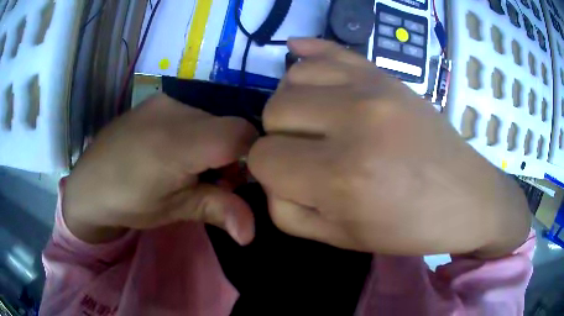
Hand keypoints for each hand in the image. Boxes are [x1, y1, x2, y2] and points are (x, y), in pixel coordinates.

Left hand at [64, 94, 256, 244]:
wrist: (87, 183)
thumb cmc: (127, 202)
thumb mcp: (173, 210)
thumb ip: (217, 211)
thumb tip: (251, 234)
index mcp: (178, 143)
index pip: (240, 133)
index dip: (252, 156)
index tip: (240, 181)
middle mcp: (174, 109)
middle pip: (227, 126)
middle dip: (231, 156)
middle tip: (213, 183)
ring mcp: (164, 100)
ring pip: (211, 120)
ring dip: (213, 145)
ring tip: (190, 169)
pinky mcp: (157, 101)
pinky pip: (192, 114)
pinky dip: (197, 134)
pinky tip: (174, 152)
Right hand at [249, 39, 530, 257]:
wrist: (466, 198)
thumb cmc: (409, 227)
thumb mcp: (341, 239)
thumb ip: (287, 212)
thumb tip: (269, 176)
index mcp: (342, 177)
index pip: (263, 159)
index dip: (270, 172)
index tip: (292, 180)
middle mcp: (354, 121)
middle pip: (274, 111)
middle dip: (280, 138)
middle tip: (310, 154)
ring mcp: (373, 87)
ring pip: (292, 78)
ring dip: (294, 103)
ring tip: (317, 121)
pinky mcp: (385, 74)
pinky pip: (328, 50)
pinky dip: (307, 56)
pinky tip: (300, 57)